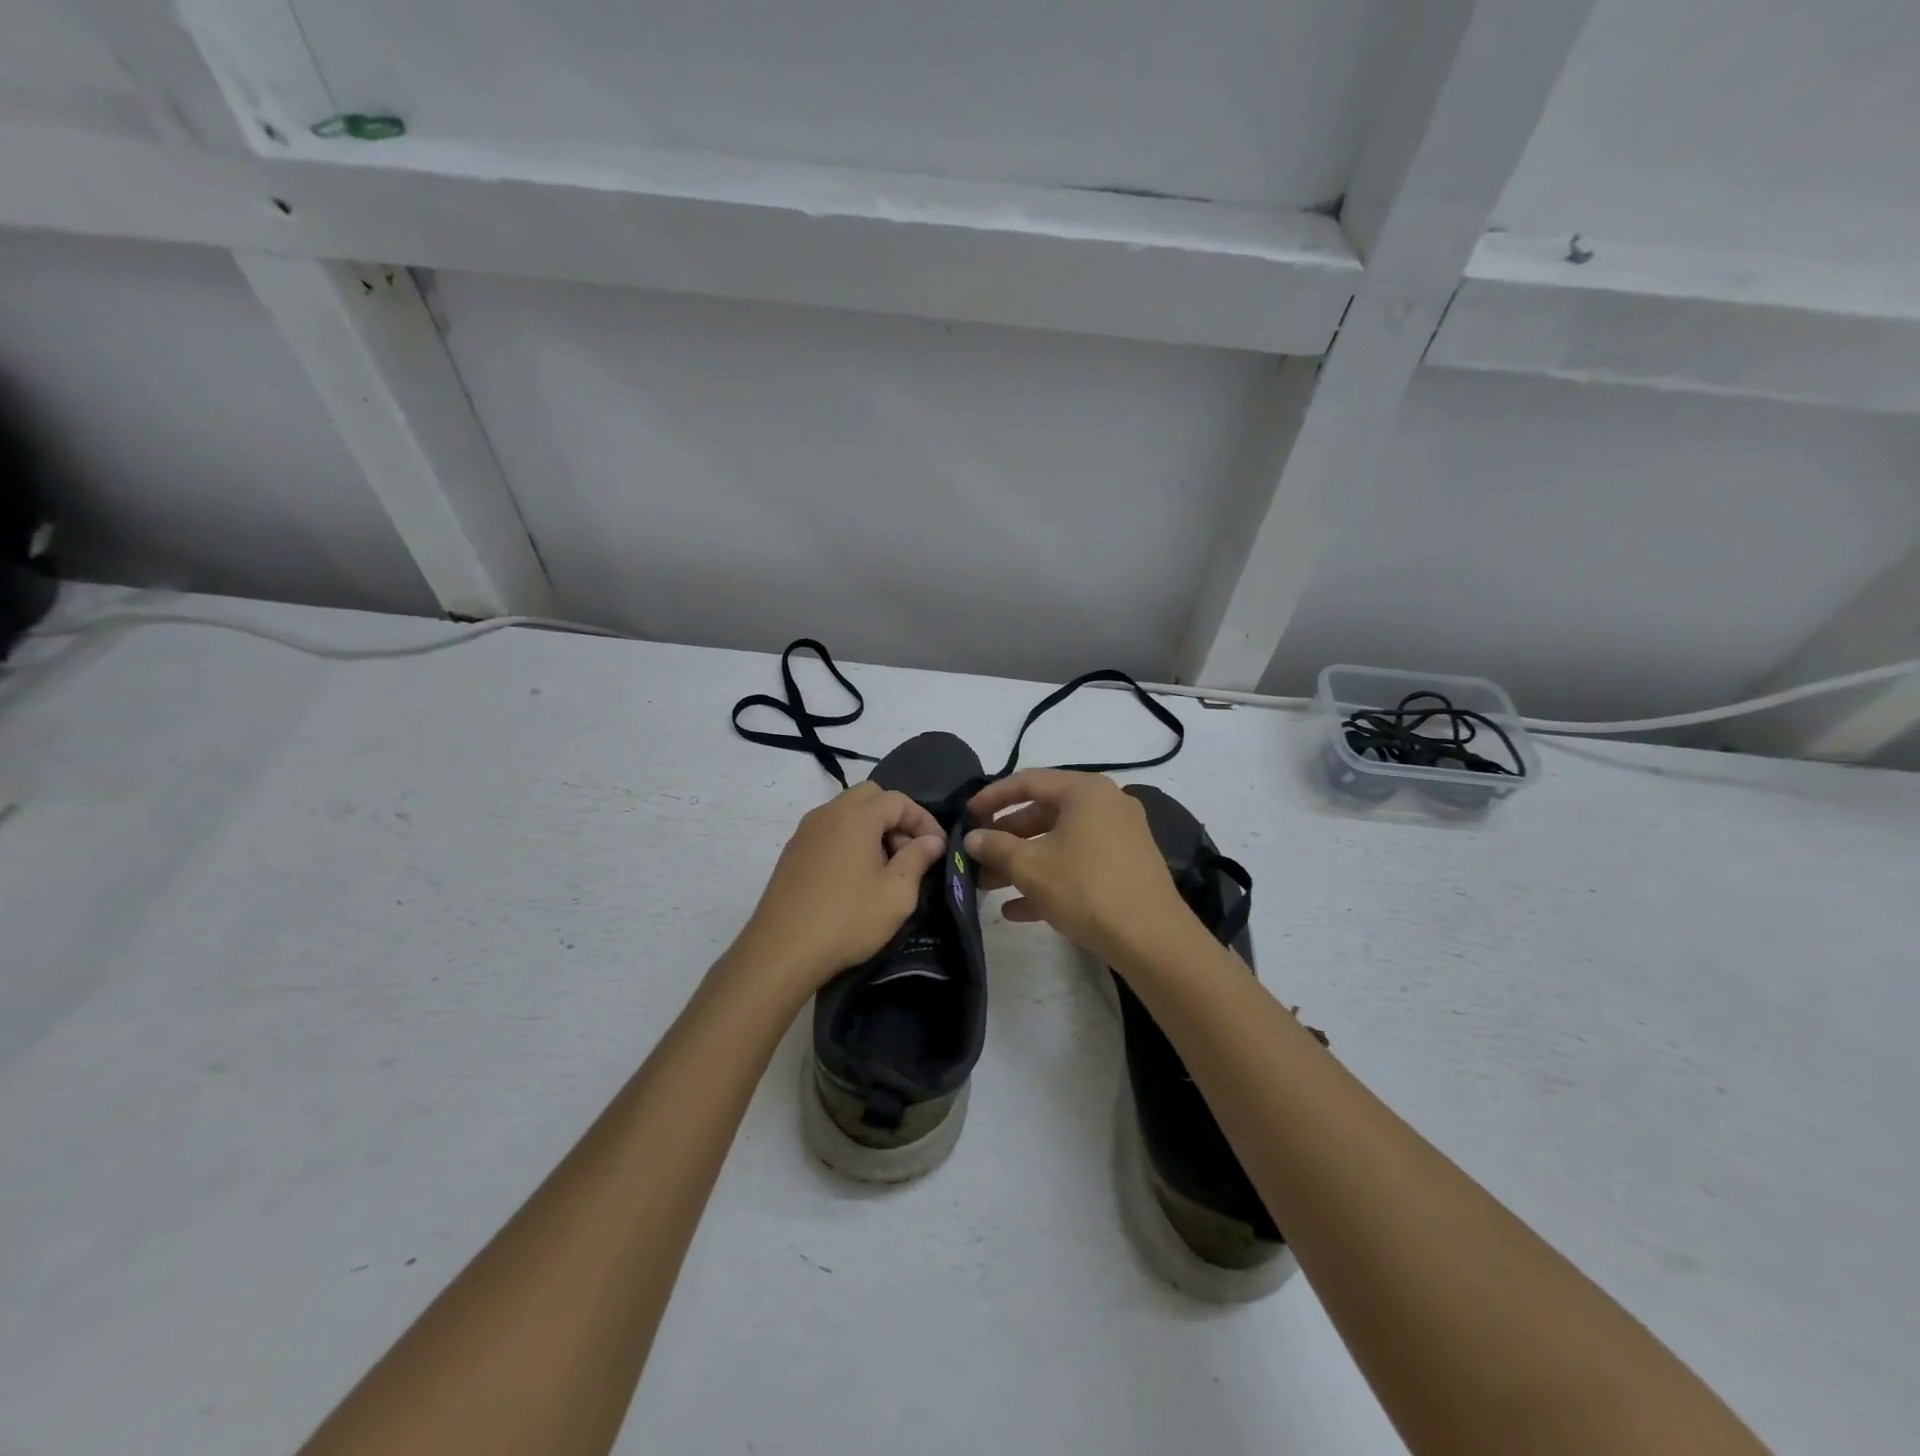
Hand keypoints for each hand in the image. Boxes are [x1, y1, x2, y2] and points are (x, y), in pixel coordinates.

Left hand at [735, 782, 946, 996]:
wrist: (780, 952)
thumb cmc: (847, 919)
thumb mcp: (896, 894)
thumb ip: (918, 859)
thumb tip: (932, 841)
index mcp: (856, 816)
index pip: (899, 800)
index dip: (924, 820)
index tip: (938, 847)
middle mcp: (828, 813)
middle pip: (870, 797)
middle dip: (896, 818)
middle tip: (910, 852)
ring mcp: (805, 831)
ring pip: (847, 812)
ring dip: (872, 828)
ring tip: (886, 867)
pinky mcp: (792, 852)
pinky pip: (829, 831)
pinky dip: (850, 840)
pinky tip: (856, 876)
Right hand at [964, 769, 1193, 961]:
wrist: (1151, 938)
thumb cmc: (1085, 887)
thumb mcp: (1030, 866)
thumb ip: (996, 846)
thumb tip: (972, 837)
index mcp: (1085, 791)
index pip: (1028, 781)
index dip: (992, 797)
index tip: (966, 815)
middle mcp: (1106, 805)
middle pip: (1044, 813)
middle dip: (1006, 838)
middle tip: (977, 856)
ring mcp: (1120, 837)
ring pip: (1059, 842)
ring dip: (1023, 863)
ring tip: (988, 887)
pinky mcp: (1126, 867)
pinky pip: (1079, 864)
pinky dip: (1050, 879)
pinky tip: (1017, 910)